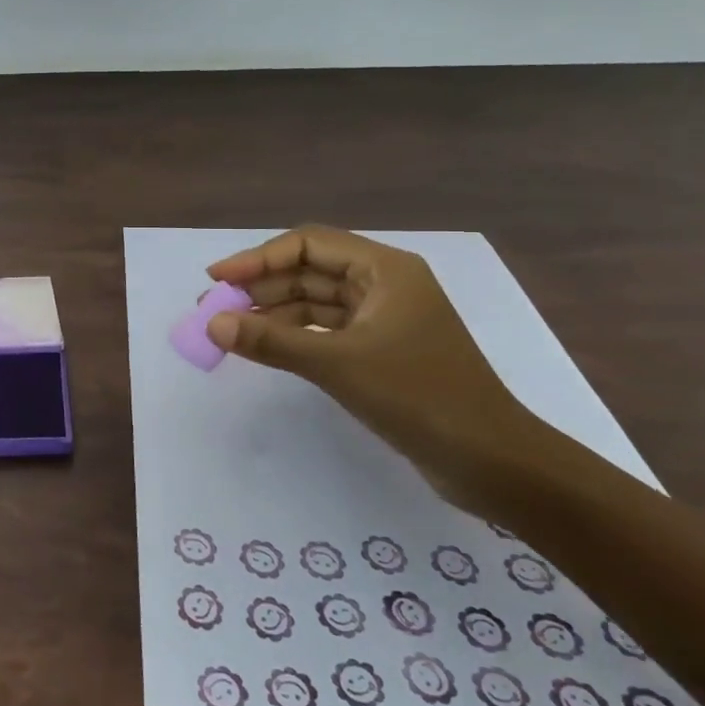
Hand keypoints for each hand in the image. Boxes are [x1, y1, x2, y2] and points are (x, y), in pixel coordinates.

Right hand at [205, 227, 543, 513]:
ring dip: (273, 313)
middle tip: (214, 309)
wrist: (491, 461)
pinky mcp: (382, 352)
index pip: (308, 245)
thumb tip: (213, 325)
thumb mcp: (338, 364)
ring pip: (316, 303)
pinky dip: (294, 337)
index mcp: (385, 269)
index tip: (216, 280)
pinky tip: (264, 348)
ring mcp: (385, 320)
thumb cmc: (419, 396)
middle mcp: (385, 285)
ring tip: (229, 330)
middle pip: (310, 272)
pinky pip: (326, 332)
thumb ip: (272, 341)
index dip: (257, 259)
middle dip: (261, 287)